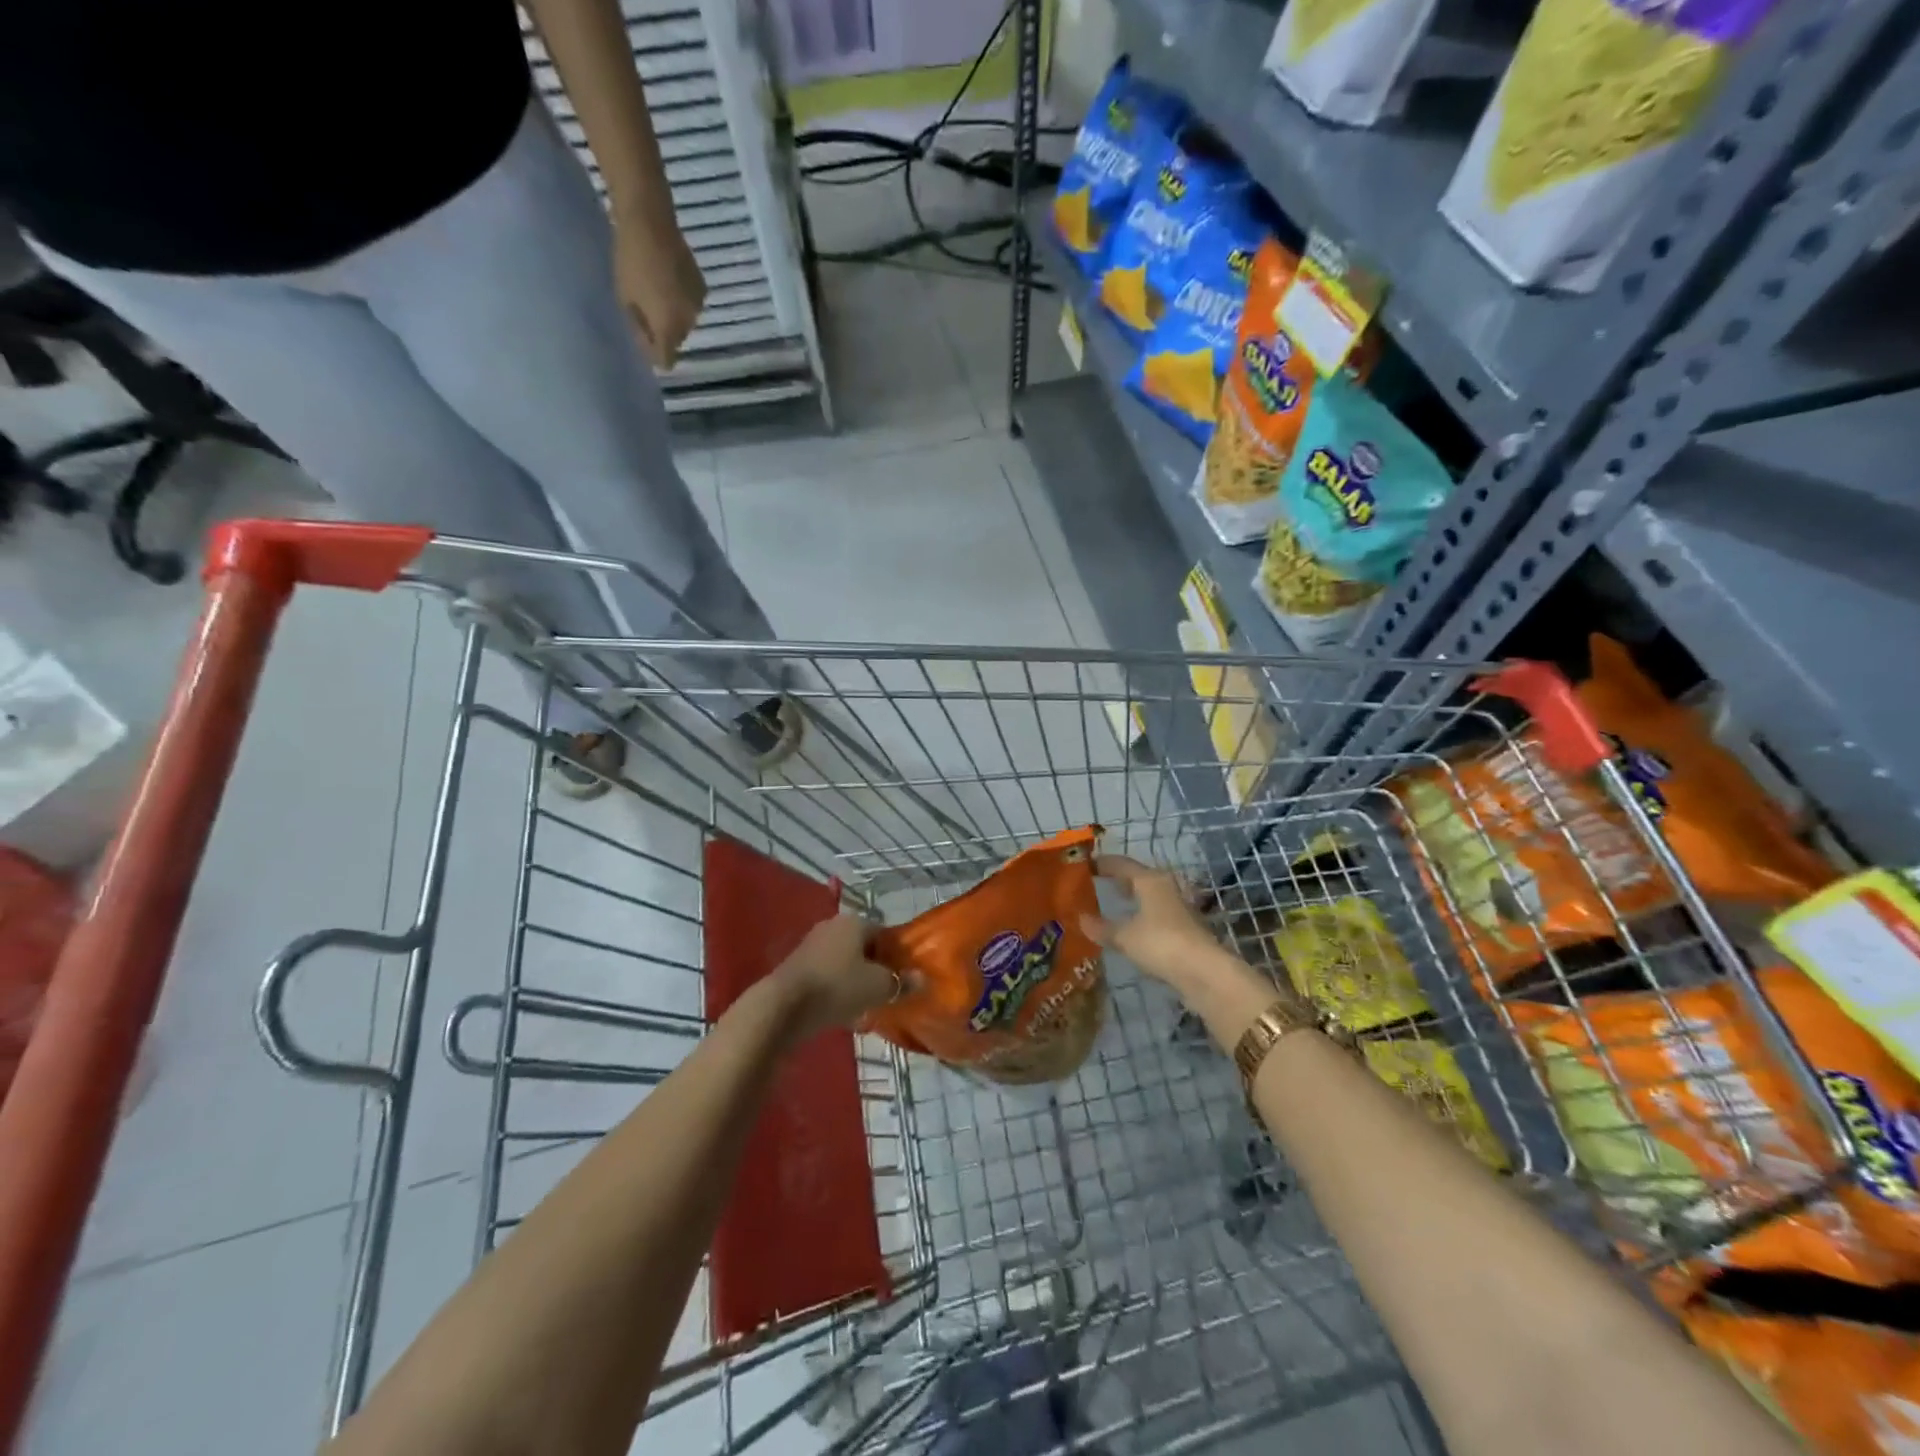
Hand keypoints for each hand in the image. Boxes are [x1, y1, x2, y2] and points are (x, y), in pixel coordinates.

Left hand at [614, 210, 705, 369]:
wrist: (650, 221)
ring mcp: (698, 306)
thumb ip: (639, 328)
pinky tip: (666, 282)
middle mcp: (689, 324)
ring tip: (653, 294)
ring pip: (684, 322)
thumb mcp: (625, 298)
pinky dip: (679, 300)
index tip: (641, 342)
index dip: (654, 354)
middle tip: (642, 313)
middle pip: (676, 340)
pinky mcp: (702, 288)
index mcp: (669, 329)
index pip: (666, 359)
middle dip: (662, 333)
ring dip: (671, 315)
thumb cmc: (630, 261)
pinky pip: (689, 305)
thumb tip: (647, 347)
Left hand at [770, 914, 898, 1040]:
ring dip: (855, 981)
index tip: (901, 978)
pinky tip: (841, 1011)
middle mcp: (832, 926)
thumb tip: (922, 978)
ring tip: (865, 1006)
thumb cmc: (837, 987)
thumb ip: (901, 982)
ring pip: (844, 962)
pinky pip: (827, 975)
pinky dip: (836, 989)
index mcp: (854, 922)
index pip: (884, 933)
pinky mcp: (797, 966)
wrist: (783, 1006)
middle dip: (874, 969)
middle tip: (885, 993)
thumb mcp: (878, 987)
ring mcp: (811, 944)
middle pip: (863, 947)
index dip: (895, 955)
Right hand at [1083, 855, 1236, 994]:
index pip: (1121, 863)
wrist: (1204, 971)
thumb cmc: (1160, 943)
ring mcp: (1178, 907)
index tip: (1084, 865)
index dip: (1102, 863)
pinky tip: (1133, 926)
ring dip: (1133, 897)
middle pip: (1138, 876)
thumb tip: (1081, 919)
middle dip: (1118, 879)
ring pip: (1150, 894)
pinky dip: (1142, 913)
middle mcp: (1166, 887)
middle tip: (1096, 883)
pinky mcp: (1185, 927)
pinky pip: (1157, 912)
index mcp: (1149, 880)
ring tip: (1114, 902)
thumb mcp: (1124, 936)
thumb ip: (1102, 927)